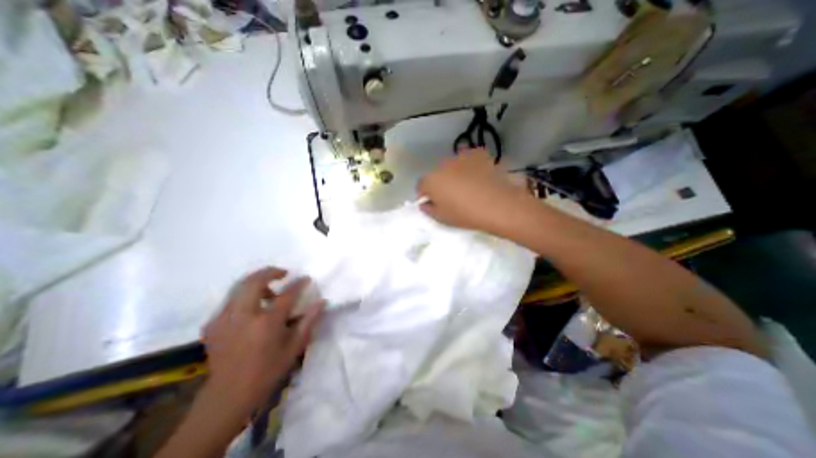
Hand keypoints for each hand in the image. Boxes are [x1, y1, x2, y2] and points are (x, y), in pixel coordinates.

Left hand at [199, 267, 322, 416]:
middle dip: (270, 271)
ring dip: (256, 282)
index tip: (306, 278)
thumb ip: (309, 321)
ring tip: (269, 291)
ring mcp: (225, 319)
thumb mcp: (294, 347)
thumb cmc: (267, 370)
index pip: (287, 294)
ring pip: (239, 286)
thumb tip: (322, 301)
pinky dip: (244, 296)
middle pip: (255, 281)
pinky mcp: (213, 324)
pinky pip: (230, 300)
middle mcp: (244, 316)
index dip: (299, 283)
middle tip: (282, 273)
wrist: (228, 395)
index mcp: (266, 323)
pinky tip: (252, 307)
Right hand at [421, 149, 536, 235]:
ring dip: (455, 173)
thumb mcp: (442, 218)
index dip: (426, 194)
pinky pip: (469, 159)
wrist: (498, 205)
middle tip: (453, 195)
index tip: (434, 202)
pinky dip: (470, 166)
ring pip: (453, 165)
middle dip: (441, 183)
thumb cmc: (466, 214)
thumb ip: (428, 209)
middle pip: (437, 174)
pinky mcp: (478, 153)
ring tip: (468, 185)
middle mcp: (443, 165)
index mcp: (431, 181)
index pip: (421, 185)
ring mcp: (461, 157)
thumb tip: (425, 203)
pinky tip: (479, 176)